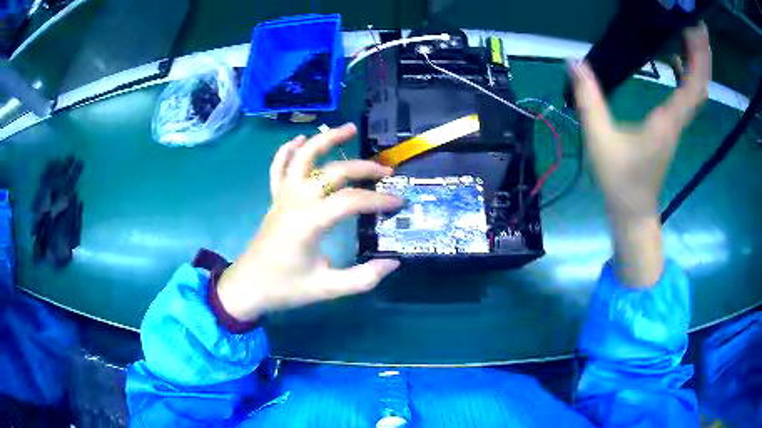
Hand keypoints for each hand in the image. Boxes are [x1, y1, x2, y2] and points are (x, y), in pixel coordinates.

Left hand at [216, 124, 402, 321]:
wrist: (248, 287)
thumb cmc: (285, 288)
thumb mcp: (327, 289)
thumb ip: (362, 278)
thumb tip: (393, 263)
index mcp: (309, 222)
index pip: (350, 201)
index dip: (377, 200)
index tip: (398, 204)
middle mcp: (296, 201)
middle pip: (333, 172)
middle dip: (363, 168)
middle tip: (386, 171)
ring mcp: (283, 196)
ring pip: (303, 157)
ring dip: (326, 139)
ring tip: (349, 129)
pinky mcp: (275, 199)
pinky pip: (279, 167)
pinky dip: (288, 150)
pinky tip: (300, 139)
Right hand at [569, 23, 710, 285]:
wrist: (634, 211)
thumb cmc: (620, 180)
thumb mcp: (600, 139)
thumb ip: (589, 99)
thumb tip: (574, 60)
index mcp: (668, 121)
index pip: (693, 86)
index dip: (697, 58)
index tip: (695, 29)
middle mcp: (679, 120)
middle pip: (701, 84)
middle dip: (703, 54)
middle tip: (698, 23)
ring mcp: (678, 123)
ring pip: (697, 89)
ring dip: (698, 62)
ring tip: (692, 33)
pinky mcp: (673, 125)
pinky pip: (688, 94)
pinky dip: (688, 73)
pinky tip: (678, 57)